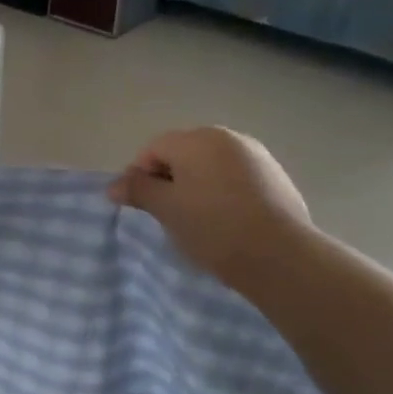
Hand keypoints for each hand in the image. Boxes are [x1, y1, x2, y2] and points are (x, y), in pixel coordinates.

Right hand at [107, 127, 313, 290]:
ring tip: (196, 220)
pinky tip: (225, 221)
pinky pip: (235, 178)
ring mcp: (257, 155)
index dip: (139, 176)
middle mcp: (228, 138)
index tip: (141, 206)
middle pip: (183, 153)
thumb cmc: (212, 226)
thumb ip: (137, 191)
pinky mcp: (276, 177)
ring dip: (196, 187)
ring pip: (211, 166)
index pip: (153, 149)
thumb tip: (113, 185)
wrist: (279, 255)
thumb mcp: (166, 209)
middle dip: (169, 179)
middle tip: (167, 214)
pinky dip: (223, 193)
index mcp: (197, 139)